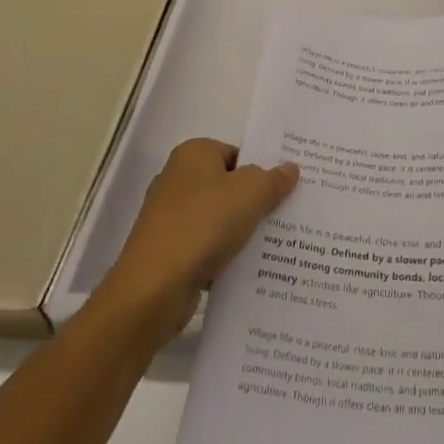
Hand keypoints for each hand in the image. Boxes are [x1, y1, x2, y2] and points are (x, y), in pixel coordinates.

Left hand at [97, 138, 298, 345]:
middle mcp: (177, 180)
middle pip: (228, 186)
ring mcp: (169, 218)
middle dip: (255, 201)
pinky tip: (249, 268)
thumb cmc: (203, 225)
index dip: (262, 169)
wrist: (153, 290)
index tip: (286, 188)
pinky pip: (206, 247)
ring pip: (219, 219)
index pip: (237, 153)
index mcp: (193, 154)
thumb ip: (274, 179)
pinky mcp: (167, 252)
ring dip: (242, 231)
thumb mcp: (251, 193)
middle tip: (287, 213)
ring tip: (276, 243)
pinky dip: (224, 256)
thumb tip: (290, 169)